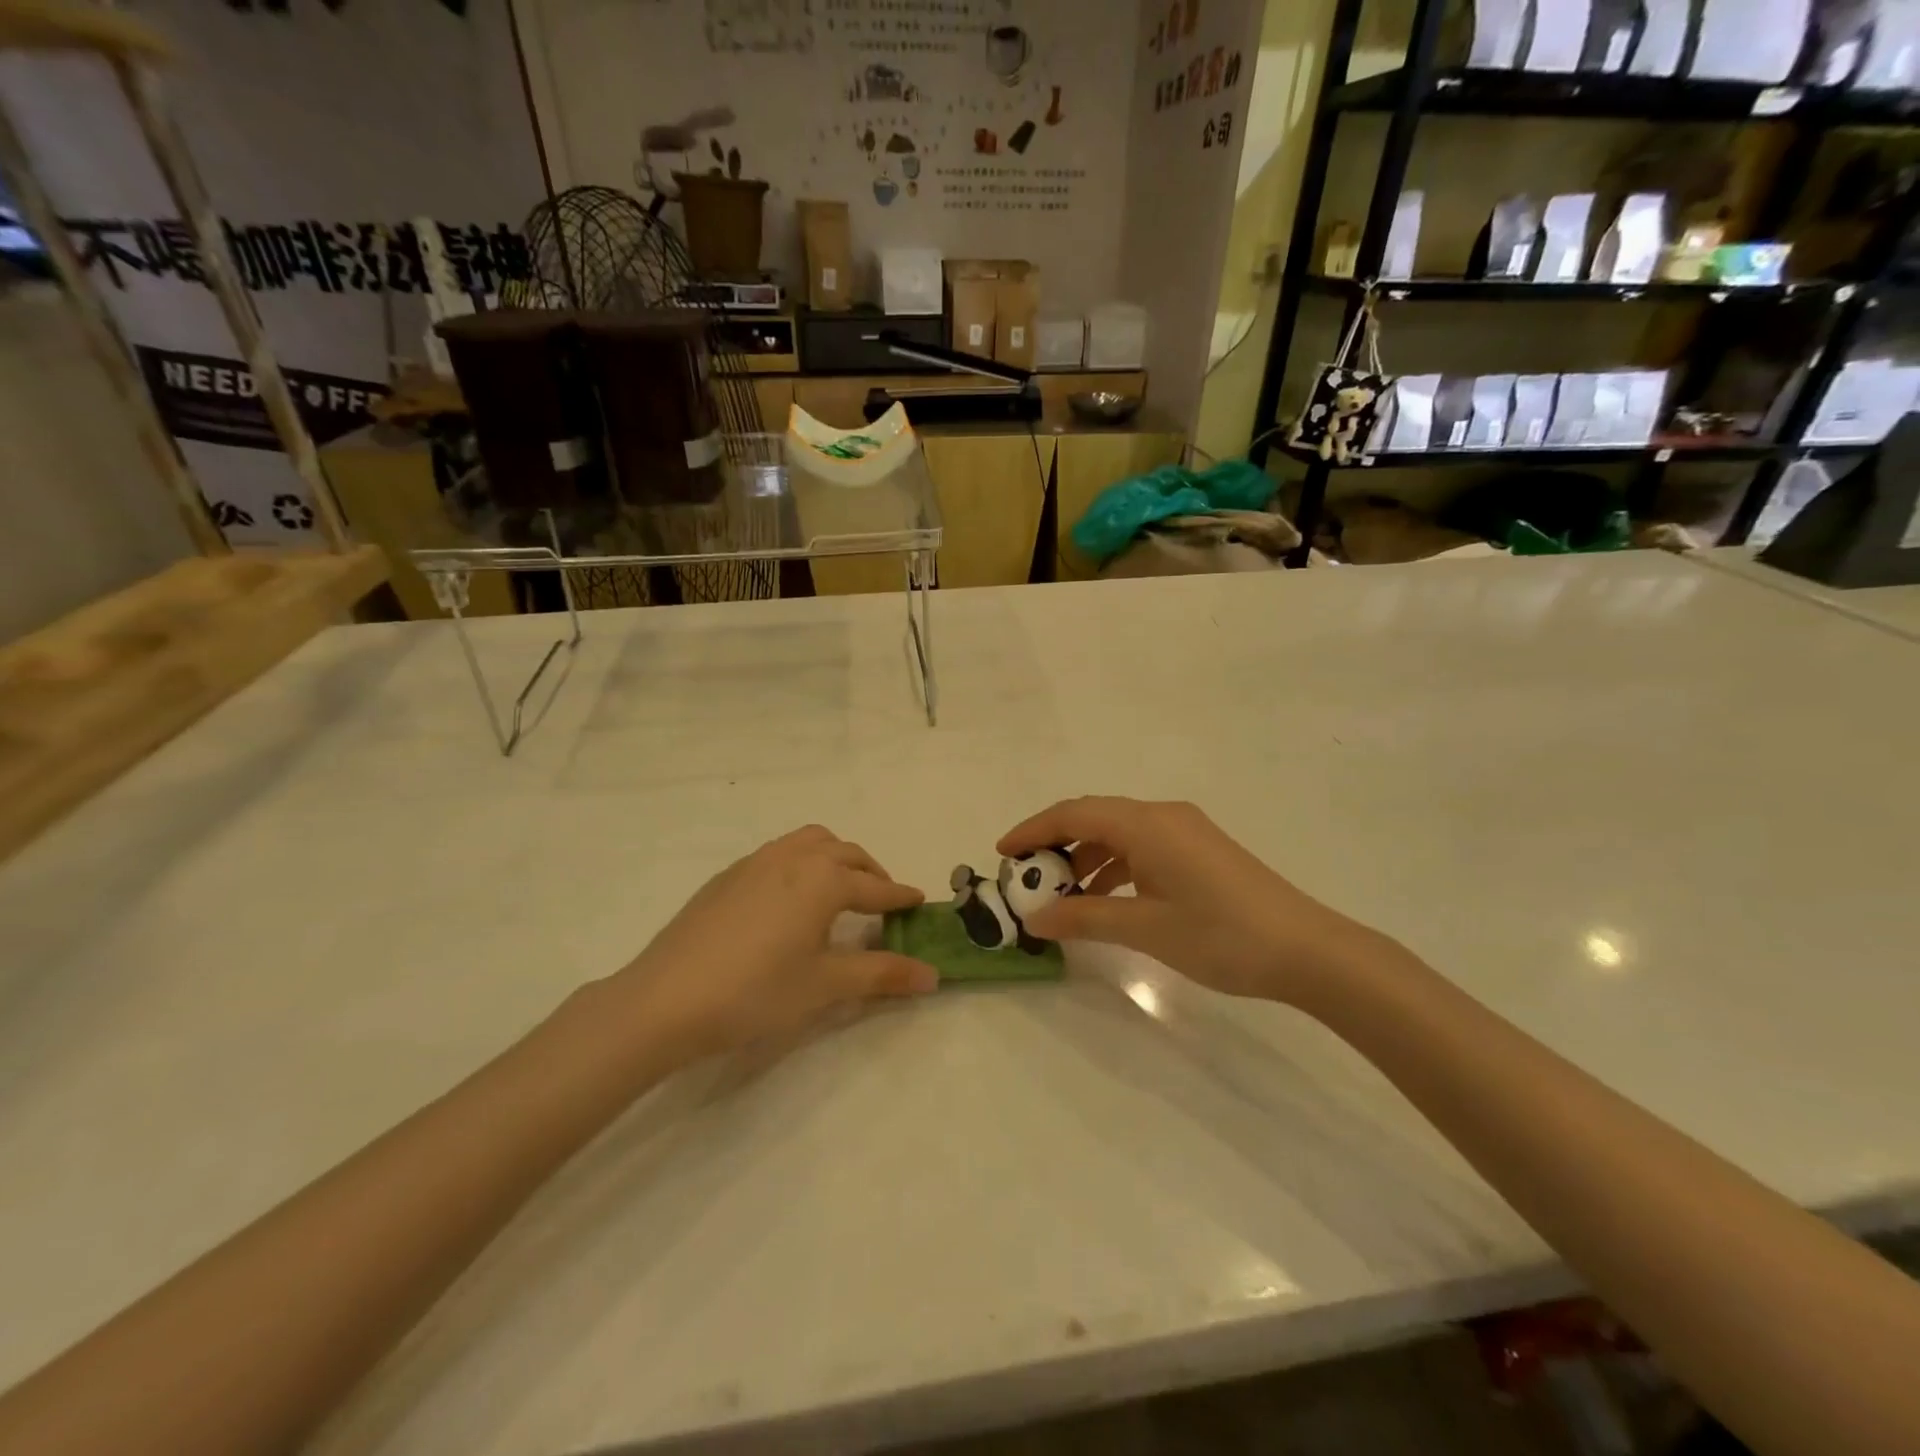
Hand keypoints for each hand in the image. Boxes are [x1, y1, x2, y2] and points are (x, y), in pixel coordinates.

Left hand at [609, 826, 935, 1059]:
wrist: (665, 999)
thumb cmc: (756, 992)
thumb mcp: (825, 985)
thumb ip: (882, 974)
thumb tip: (933, 975)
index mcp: (823, 879)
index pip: (875, 888)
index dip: (901, 897)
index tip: (920, 902)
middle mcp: (793, 858)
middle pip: (846, 853)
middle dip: (871, 873)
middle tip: (883, 901)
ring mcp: (756, 862)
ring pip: (809, 842)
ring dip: (835, 858)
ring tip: (839, 890)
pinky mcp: (727, 876)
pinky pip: (779, 853)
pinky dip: (801, 863)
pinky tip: (789, 900)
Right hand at [999, 798, 1396, 1006]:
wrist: (1308, 951)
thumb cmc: (1221, 935)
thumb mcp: (1145, 928)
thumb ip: (1086, 917)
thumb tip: (1036, 918)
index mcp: (1146, 823)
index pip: (1074, 813)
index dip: (1033, 830)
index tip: (1002, 853)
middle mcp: (1163, 816)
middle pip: (1094, 817)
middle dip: (1056, 844)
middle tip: (1026, 876)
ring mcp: (1186, 831)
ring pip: (1118, 833)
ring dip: (1086, 858)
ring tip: (1062, 894)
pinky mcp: (1200, 850)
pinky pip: (1142, 847)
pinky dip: (1115, 866)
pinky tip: (1107, 898)